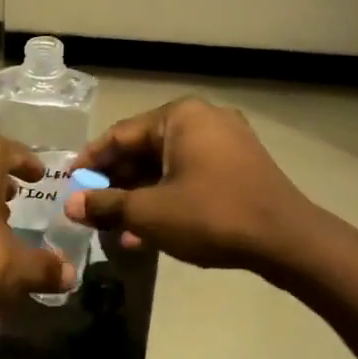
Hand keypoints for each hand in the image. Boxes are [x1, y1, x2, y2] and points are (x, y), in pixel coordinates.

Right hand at [66, 98, 328, 274]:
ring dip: (139, 196)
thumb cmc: (212, 215)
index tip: (68, 184)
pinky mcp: (240, 165)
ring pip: (166, 166)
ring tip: (117, 229)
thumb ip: (106, 205)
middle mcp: (203, 119)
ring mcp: (226, 141)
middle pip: (143, 149)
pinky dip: (167, 197)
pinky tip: (149, 230)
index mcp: (180, 116)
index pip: (119, 135)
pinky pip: (190, 174)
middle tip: (91, 209)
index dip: (90, 162)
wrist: (289, 242)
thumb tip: (71, 205)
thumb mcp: (150, 212)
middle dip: (115, 184)